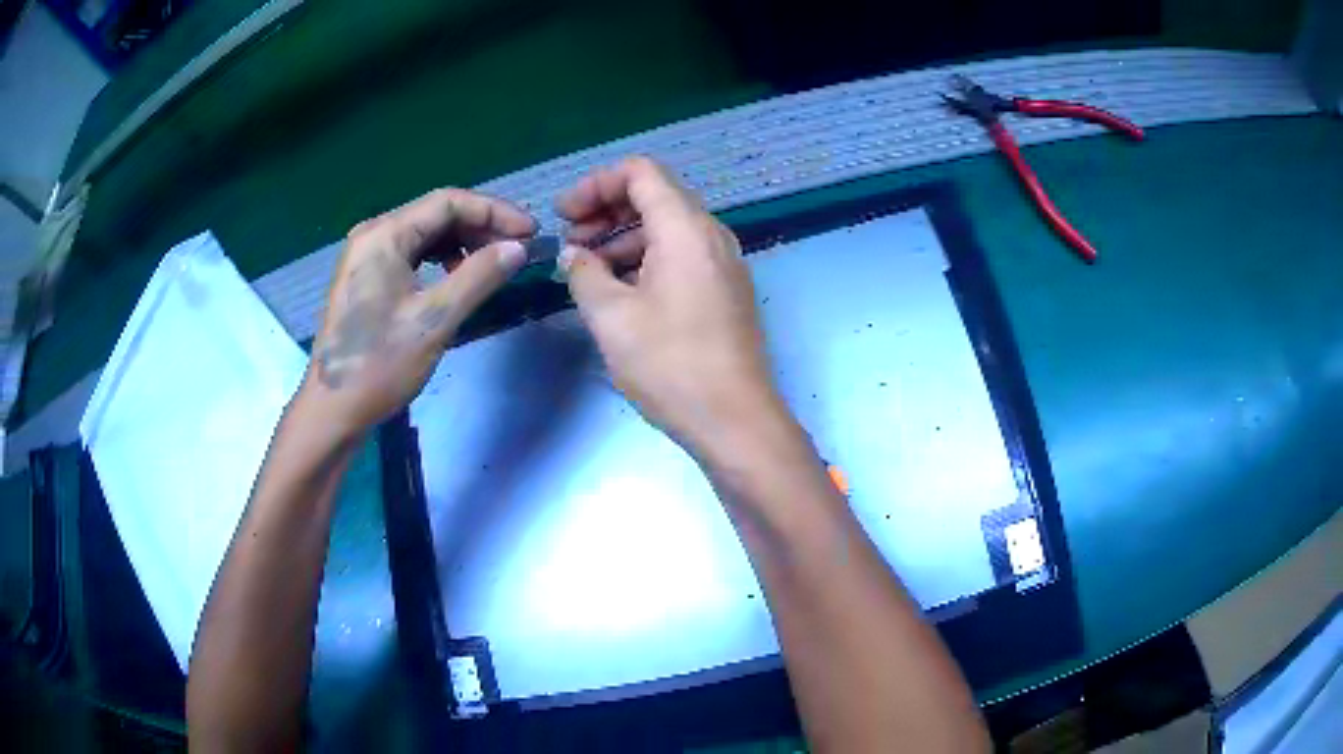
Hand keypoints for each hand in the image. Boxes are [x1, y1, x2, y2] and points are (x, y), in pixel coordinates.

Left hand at [305, 188, 535, 438]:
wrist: (332, 410)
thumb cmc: (379, 365)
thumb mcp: (434, 321)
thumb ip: (479, 277)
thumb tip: (518, 249)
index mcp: (384, 235)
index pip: (449, 202)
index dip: (494, 212)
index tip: (530, 234)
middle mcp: (373, 234)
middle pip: (436, 214)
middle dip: (481, 227)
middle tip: (518, 250)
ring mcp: (366, 255)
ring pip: (425, 234)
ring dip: (463, 243)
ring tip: (493, 265)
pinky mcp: (366, 277)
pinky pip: (412, 254)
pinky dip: (441, 260)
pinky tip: (458, 280)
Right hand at [557, 157, 788, 455]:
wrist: (735, 420)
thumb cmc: (671, 365)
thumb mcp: (611, 317)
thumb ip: (584, 273)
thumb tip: (573, 255)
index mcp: (686, 229)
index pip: (641, 172)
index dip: (596, 184)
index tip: (565, 215)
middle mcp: (712, 235)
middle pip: (656, 196)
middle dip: (606, 211)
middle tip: (571, 242)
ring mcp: (724, 263)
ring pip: (668, 228)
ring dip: (624, 238)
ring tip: (588, 270)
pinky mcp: (726, 290)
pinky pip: (683, 255)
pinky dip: (647, 259)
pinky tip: (621, 289)